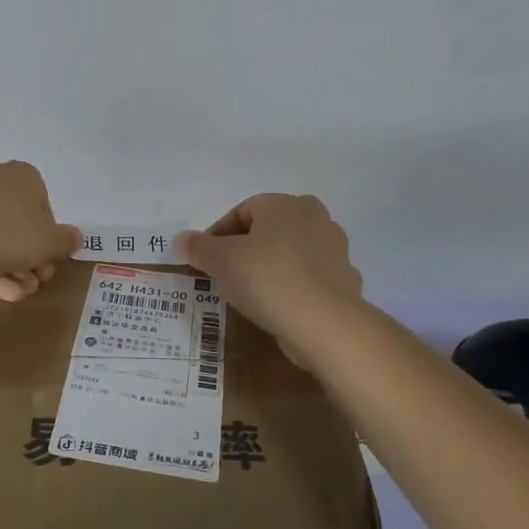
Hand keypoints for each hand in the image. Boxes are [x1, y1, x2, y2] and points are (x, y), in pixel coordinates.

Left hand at [0, 161, 80, 301]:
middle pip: (19, 224)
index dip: (49, 239)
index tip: (49, 262)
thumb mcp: (47, 242)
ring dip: (11, 268)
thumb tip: (75, 237)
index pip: (44, 207)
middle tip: (35, 283)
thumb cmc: (6, 233)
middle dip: (30, 258)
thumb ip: (64, 241)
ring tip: (16, 294)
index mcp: (23, 176)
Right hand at [177, 194, 362, 358]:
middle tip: (227, 273)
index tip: (205, 260)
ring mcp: (335, 250)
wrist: (324, 323)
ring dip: (272, 267)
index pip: (242, 211)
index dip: (218, 234)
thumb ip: (199, 247)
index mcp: (284, 204)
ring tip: (252, 293)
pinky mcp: (345, 281)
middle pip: (270, 229)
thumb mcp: (220, 261)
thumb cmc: (266, 279)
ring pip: (292, 253)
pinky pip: (310, 279)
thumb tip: (182, 239)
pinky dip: (294, 288)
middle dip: (248, 247)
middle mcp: (315, 218)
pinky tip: (280, 307)